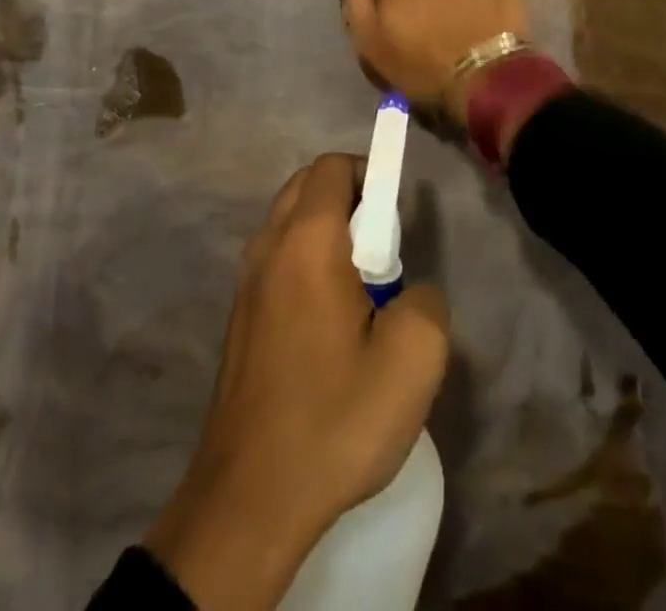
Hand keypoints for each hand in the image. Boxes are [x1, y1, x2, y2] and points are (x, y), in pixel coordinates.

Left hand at [145, 155, 449, 610]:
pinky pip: (277, 259)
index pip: (333, 167)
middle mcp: (268, 246)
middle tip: (383, 249)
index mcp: (307, 240)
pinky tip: (329, 321)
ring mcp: (246, 282)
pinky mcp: (239, 317)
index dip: (370, 173)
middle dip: (349, 197)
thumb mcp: (413, 360)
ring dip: (326, 230)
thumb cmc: (334, 418)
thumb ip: (426, 300)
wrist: (249, 498)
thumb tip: (408, 290)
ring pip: (288, 221)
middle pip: (307, 185)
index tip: (397, 214)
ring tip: (360, 289)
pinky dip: (305, 261)